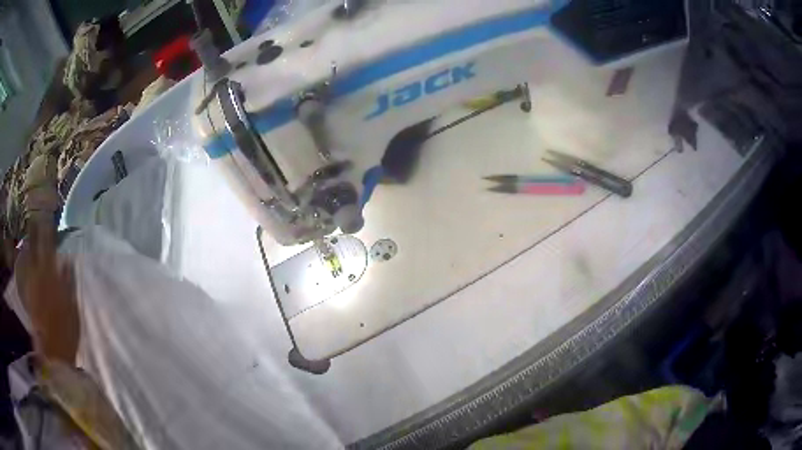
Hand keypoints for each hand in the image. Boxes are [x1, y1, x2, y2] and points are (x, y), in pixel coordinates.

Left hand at [15, 216, 78, 363]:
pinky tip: (26, 257)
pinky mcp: (28, 295)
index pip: (49, 249)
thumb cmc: (66, 332)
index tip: (47, 217)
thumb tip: (67, 260)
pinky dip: (26, 263)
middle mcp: (39, 277)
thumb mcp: (72, 309)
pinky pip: (26, 273)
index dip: (47, 232)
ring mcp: (32, 286)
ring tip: (30, 233)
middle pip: (36, 250)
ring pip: (29, 260)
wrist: (53, 353)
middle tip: (35, 217)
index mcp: (51, 279)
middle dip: (35, 233)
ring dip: (29, 246)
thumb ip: (68, 283)